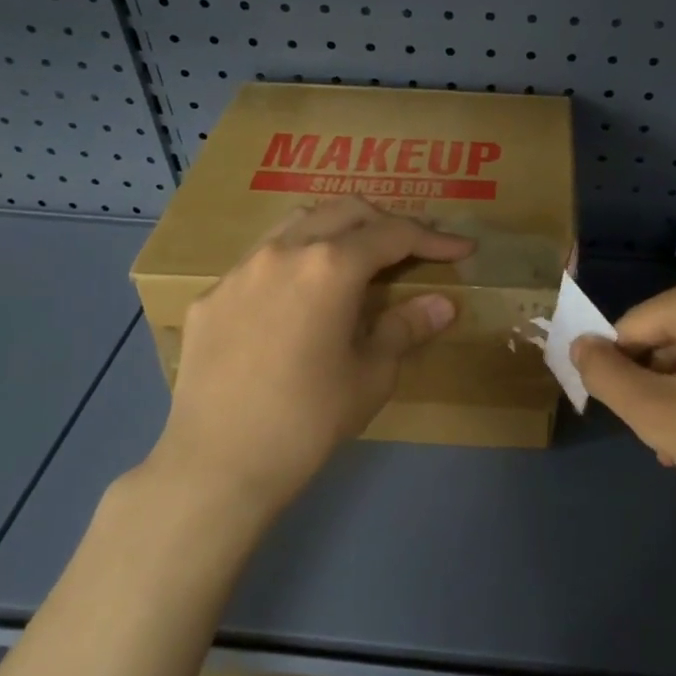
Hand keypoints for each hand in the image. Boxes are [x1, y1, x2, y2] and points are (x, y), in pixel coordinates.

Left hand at [150, 197, 472, 518]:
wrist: (218, 463)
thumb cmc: (308, 419)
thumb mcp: (371, 375)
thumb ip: (406, 327)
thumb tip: (443, 304)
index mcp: (331, 266)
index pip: (393, 234)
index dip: (433, 239)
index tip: (462, 249)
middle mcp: (285, 251)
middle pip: (345, 212)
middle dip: (386, 222)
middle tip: (412, 248)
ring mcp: (241, 269)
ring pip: (297, 223)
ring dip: (336, 229)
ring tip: (356, 257)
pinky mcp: (213, 296)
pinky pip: (261, 260)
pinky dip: (294, 261)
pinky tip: (298, 298)